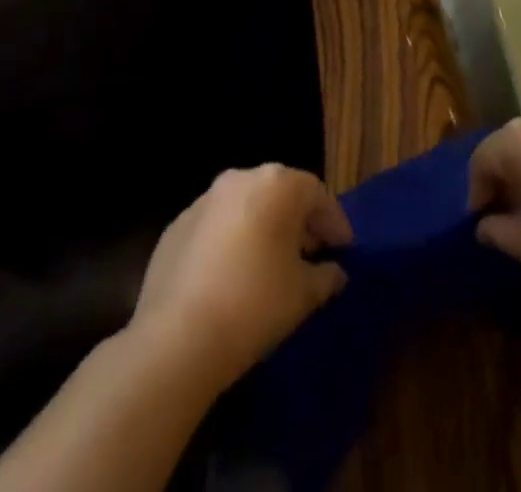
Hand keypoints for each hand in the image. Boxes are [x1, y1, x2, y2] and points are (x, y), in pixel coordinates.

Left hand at [132, 165, 351, 392]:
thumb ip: (326, 276)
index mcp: (277, 184)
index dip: (334, 223)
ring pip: (245, 208)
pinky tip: (232, 277)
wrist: (176, 341)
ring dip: (262, 229)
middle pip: (280, 194)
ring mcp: (204, 201)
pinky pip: (215, 227)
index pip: (318, 195)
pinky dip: (230, 242)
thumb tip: (335, 272)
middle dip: (298, 222)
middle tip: (311, 254)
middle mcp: (241, 179)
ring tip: (271, 265)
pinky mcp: (176, 227)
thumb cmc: (254, 305)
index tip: (344, 250)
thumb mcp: (303, 294)